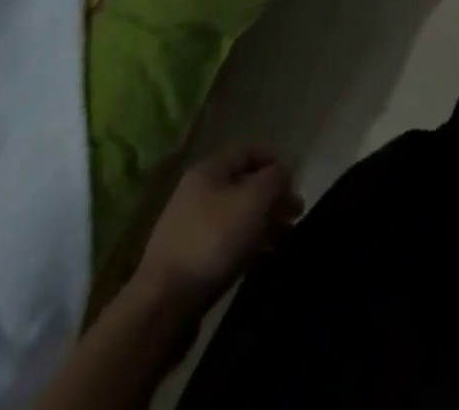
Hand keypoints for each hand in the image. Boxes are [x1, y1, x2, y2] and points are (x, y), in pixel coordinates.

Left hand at [134, 148, 301, 309]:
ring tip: (283, 240)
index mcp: (209, 170)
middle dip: (273, 198)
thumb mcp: (256, 198)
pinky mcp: (186, 261)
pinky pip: (224, 243)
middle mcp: (196, 193)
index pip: (251, 151)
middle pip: (244, 185)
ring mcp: (188, 228)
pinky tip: (259, 259)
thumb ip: (276, 177)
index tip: (296, 184)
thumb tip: (282, 172)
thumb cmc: (214, 240)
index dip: (277, 162)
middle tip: (295, 216)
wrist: (162, 306)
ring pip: (236, 216)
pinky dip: (245, 246)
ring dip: (262, 224)